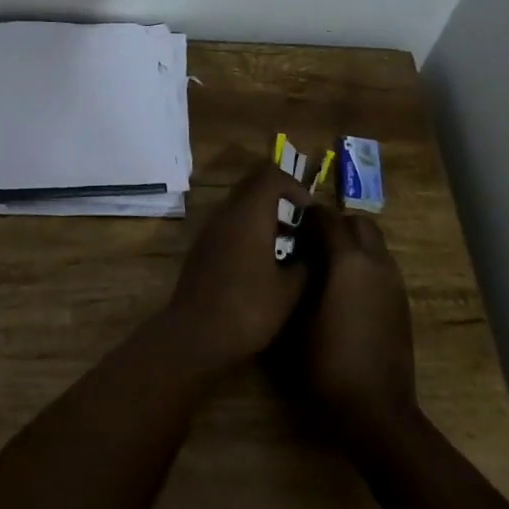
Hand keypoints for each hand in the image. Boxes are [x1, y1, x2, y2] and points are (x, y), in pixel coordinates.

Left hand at [166, 163, 312, 372]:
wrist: (196, 333)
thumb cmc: (248, 308)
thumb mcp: (289, 291)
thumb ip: (305, 265)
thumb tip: (312, 252)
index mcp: (249, 212)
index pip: (271, 175)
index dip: (294, 185)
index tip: (309, 210)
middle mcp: (226, 211)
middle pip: (253, 185)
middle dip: (279, 197)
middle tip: (300, 222)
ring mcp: (210, 228)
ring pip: (240, 204)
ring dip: (263, 214)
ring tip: (286, 244)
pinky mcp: (202, 245)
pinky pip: (228, 223)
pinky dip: (248, 229)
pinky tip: (261, 261)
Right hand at [296, 204, 419, 445]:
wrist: (377, 412)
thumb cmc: (328, 364)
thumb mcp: (295, 320)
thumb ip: (293, 279)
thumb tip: (290, 258)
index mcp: (349, 260)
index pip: (328, 216)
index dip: (308, 216)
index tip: (289, 225)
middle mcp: (376, 262)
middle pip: (359, 223)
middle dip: (336, 225)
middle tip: (311, 243)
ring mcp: (394, 282)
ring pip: (375, 243)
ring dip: (353, 245)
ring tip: (327, 267)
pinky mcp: (402, 302)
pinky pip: (382, 266)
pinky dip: (365, 265)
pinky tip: (345, 292)